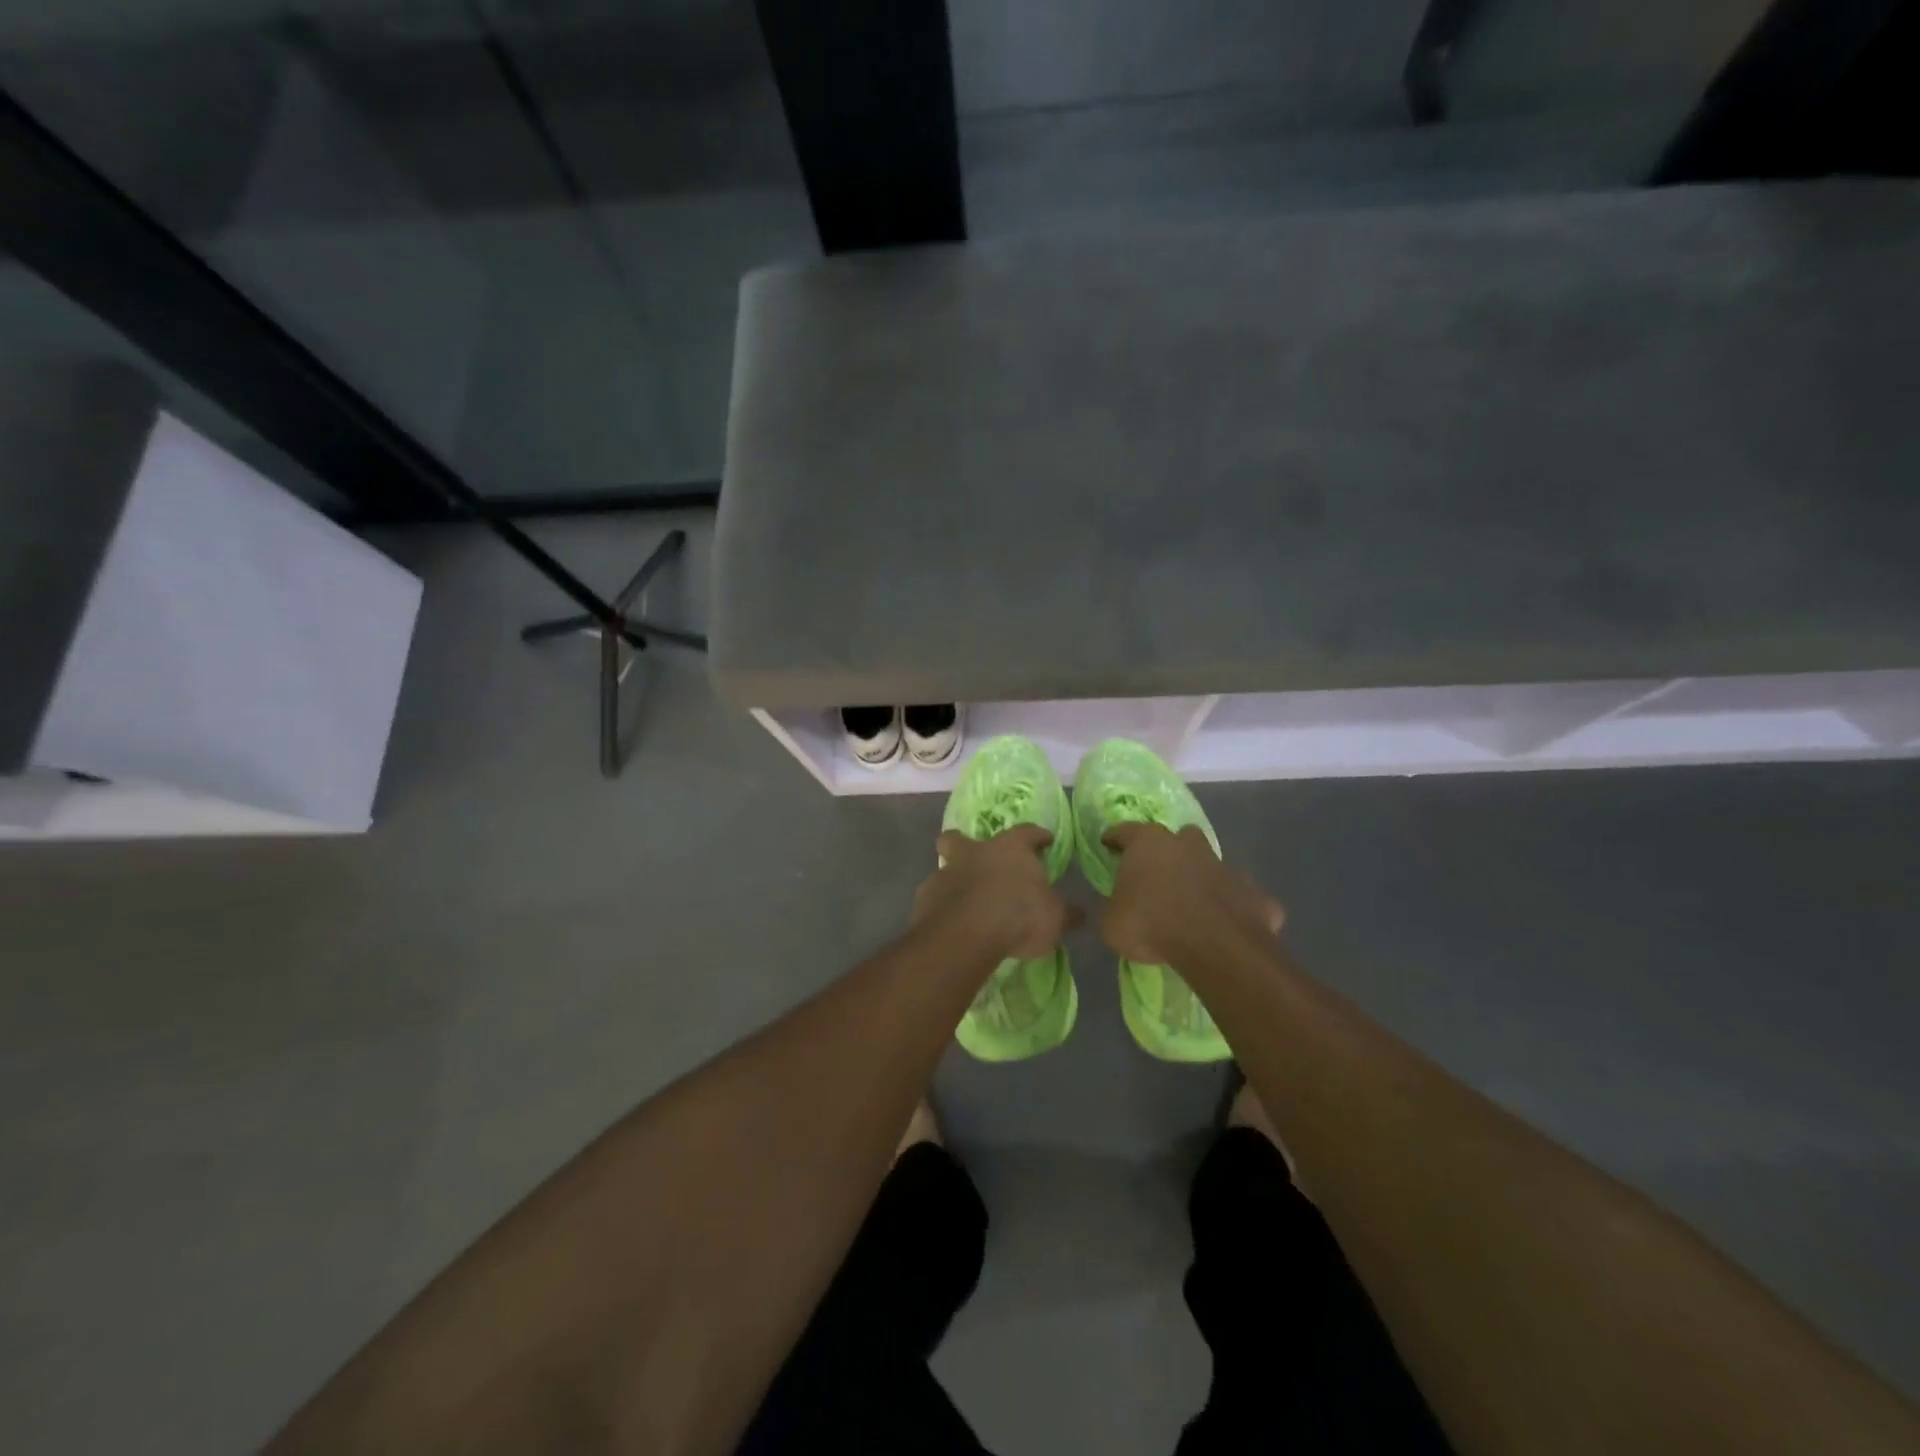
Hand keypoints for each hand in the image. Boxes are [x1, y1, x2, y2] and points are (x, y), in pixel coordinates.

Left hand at [911, 825, 1080, 960]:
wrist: (965, 935)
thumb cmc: (1018, 916)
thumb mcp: (1054, 918)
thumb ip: (1065, 913)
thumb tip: (1079, 914)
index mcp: (1010, 849)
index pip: (1027, 832)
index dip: (1037, 836)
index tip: (1044, 840)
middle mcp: (975, 853)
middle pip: (961, 837)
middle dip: (965, 843)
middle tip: (976, 859)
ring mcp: (946, 873)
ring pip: (947, 868)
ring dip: (956, 880)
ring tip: (967, 903)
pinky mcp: (926, 898)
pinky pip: (936, 897)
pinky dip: (944, 907)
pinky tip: (953, 924)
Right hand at [1099, 823, 1282, 966]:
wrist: (1215, 948)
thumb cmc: (1152, 926)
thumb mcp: (1111, 923)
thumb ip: (1115, 907)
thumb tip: (1118, 907)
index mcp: (1149, 843)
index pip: (1125, 831)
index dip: (1115, 839)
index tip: (1108, 846)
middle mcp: (1188, 845)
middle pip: (1177, 838)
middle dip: (1169, 851)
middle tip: (1158, 874)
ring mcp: (1225, 866)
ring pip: (1211, 864)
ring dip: (1201, 878)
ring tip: (1192, 903)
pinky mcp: (1254, 893)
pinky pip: (1239, 896)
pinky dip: (1231, 907)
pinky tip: (1225, 926)